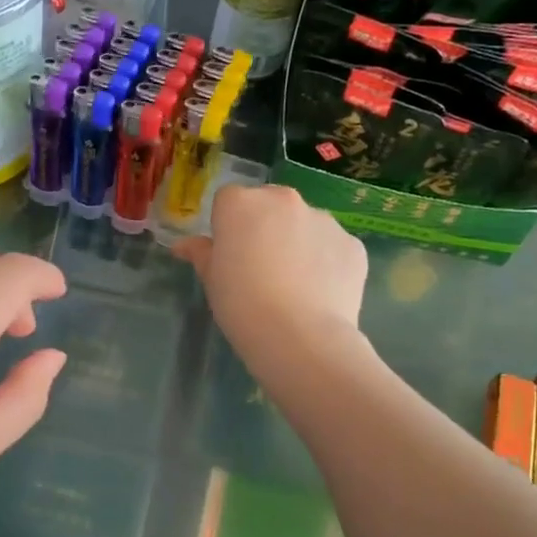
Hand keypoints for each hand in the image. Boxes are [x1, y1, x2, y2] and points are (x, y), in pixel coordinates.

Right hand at [174, 184, 368, 369]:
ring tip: (294, 284)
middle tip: (260, 266)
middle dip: (265, 226)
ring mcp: (324, 220)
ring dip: (297, 242)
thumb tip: (183, 245)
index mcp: (242, 204)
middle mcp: (285, 200)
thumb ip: (201, 254)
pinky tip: (318, 293)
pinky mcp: (353, 244)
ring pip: (305, 224)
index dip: (227, 226)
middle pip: (270, 204)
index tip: (229, 254)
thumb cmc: (241, 304)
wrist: (299, 336)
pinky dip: (326, 262)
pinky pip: (332, 247)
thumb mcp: (211, 280)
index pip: (229, 200)